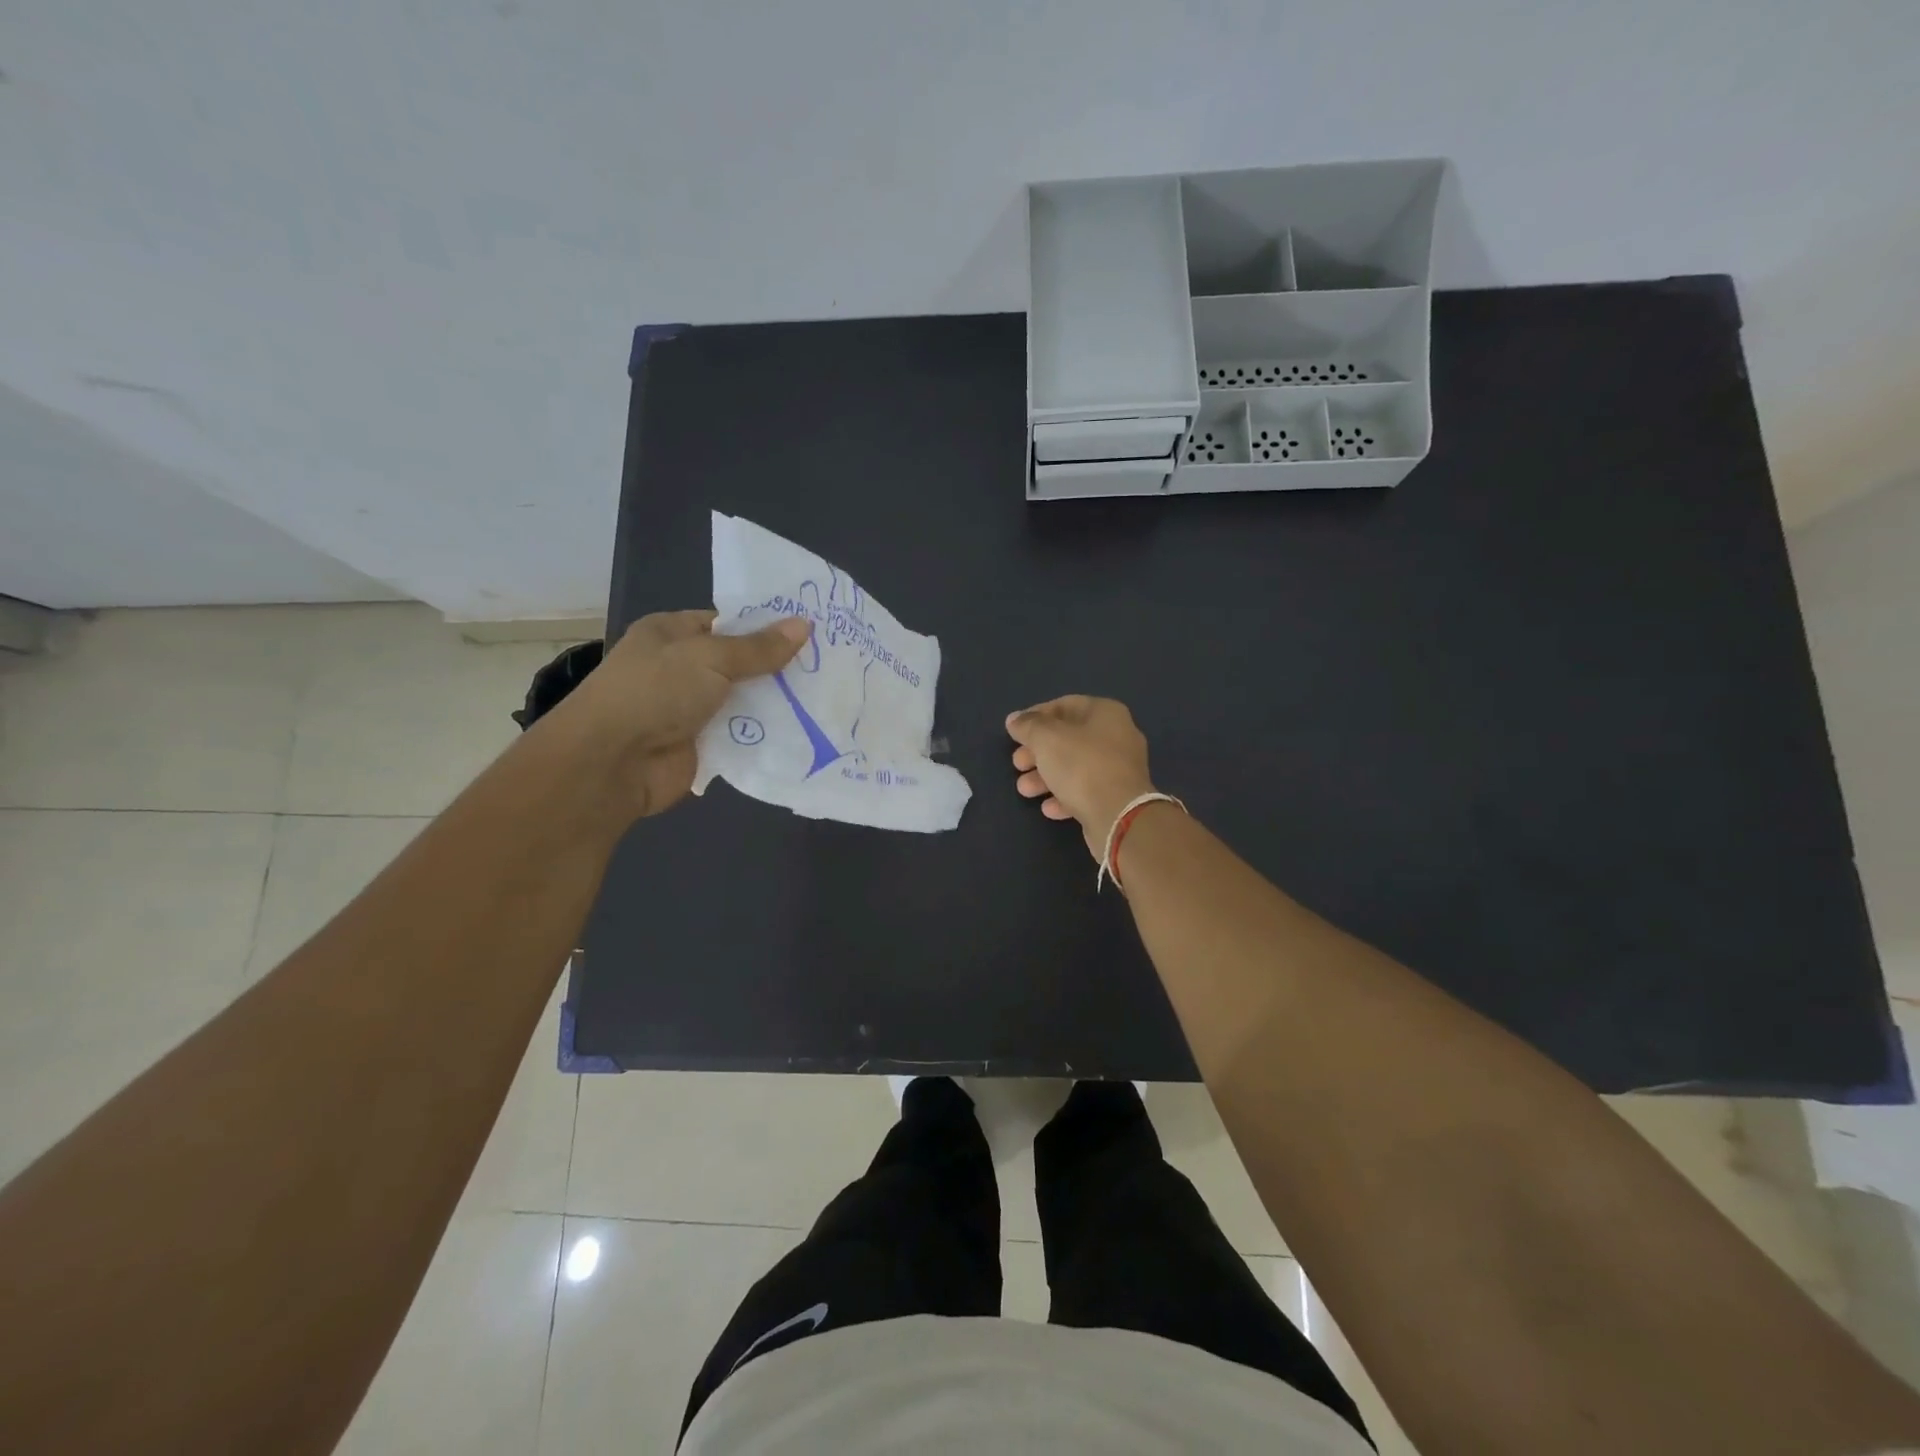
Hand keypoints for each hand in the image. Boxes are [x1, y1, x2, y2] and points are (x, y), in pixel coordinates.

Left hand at [555, 609, 810, 818]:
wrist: (614, 763)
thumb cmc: (655, 692)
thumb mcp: (710, 658)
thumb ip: (758, 648)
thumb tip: (803, 625)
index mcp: (672, 634)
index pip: (728, 622)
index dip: (767, 626)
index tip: (811, 631)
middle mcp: (681, 669)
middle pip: (740, 663)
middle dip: (779, 666)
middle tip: (830, 665)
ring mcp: (691, 709)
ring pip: (745, 701)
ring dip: (778, 702)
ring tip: (828, 696)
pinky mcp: (702, 746)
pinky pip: (742, 735)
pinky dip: (767, 734)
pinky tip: (806, 730)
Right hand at [1006, 696, 1155, 860]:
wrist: (1119, 816)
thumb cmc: (1082, 766)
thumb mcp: (1047, 739)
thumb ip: (1028, 726)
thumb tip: (1014, 719)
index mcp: (1105, 713)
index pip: (1065, 704)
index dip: (1036, 715)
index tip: (1014, 731)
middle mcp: (1117, 736)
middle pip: (1068, 738)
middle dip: (1038, 751)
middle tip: (1017, 763)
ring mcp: (1120, 769)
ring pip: (1075, 767)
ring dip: (1045, 777)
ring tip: (1024, 789)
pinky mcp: (1118, 797)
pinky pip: (1086, 790)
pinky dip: (1064, 796)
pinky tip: (1048, 808)